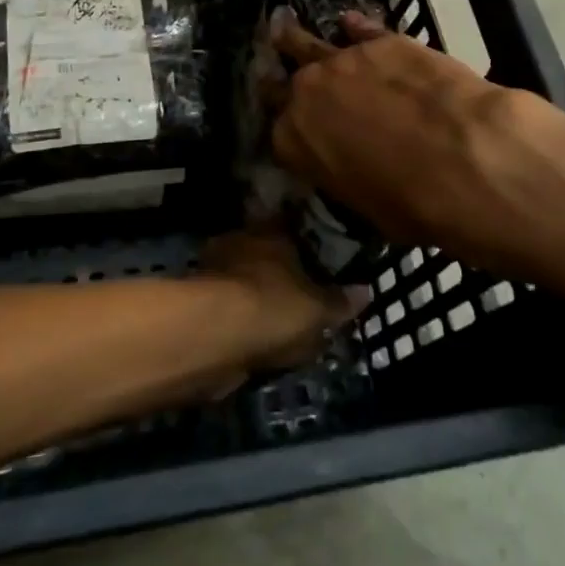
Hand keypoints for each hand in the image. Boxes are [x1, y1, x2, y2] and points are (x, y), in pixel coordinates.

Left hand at [197, 229, 365, 371]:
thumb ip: (340, 301)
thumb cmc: (274, 307)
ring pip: (246, 280)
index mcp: (273, 231)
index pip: (292, 226)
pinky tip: (255, 339)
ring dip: (257, 297)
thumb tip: (365, 290)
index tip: (320, 260)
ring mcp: (217, 268)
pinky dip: (241, 320)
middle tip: (301, 296)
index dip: (307, 243)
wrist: (214, 335)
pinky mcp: (199, 301)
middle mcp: (242, 241)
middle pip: (266, 252)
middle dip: (279, 271)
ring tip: (279, 323)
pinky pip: (231, 307)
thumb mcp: (319, 309)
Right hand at [266, 8, 562, 277]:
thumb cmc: (413, 203)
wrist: (463, 159)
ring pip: (306, 42)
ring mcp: (342, 60)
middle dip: (282, 81)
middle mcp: (306, 94)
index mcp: (294, 142)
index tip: (298, 131)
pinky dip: (355, 28)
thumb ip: (348, 175)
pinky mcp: (381, 40)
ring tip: (283, 27)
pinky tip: (350, 22)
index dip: (292, 131)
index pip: (280, 132)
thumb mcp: (368, 206)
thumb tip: (358, 166)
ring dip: (296, 39)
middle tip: (279, 77)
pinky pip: (359, 29)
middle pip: (283, 82)